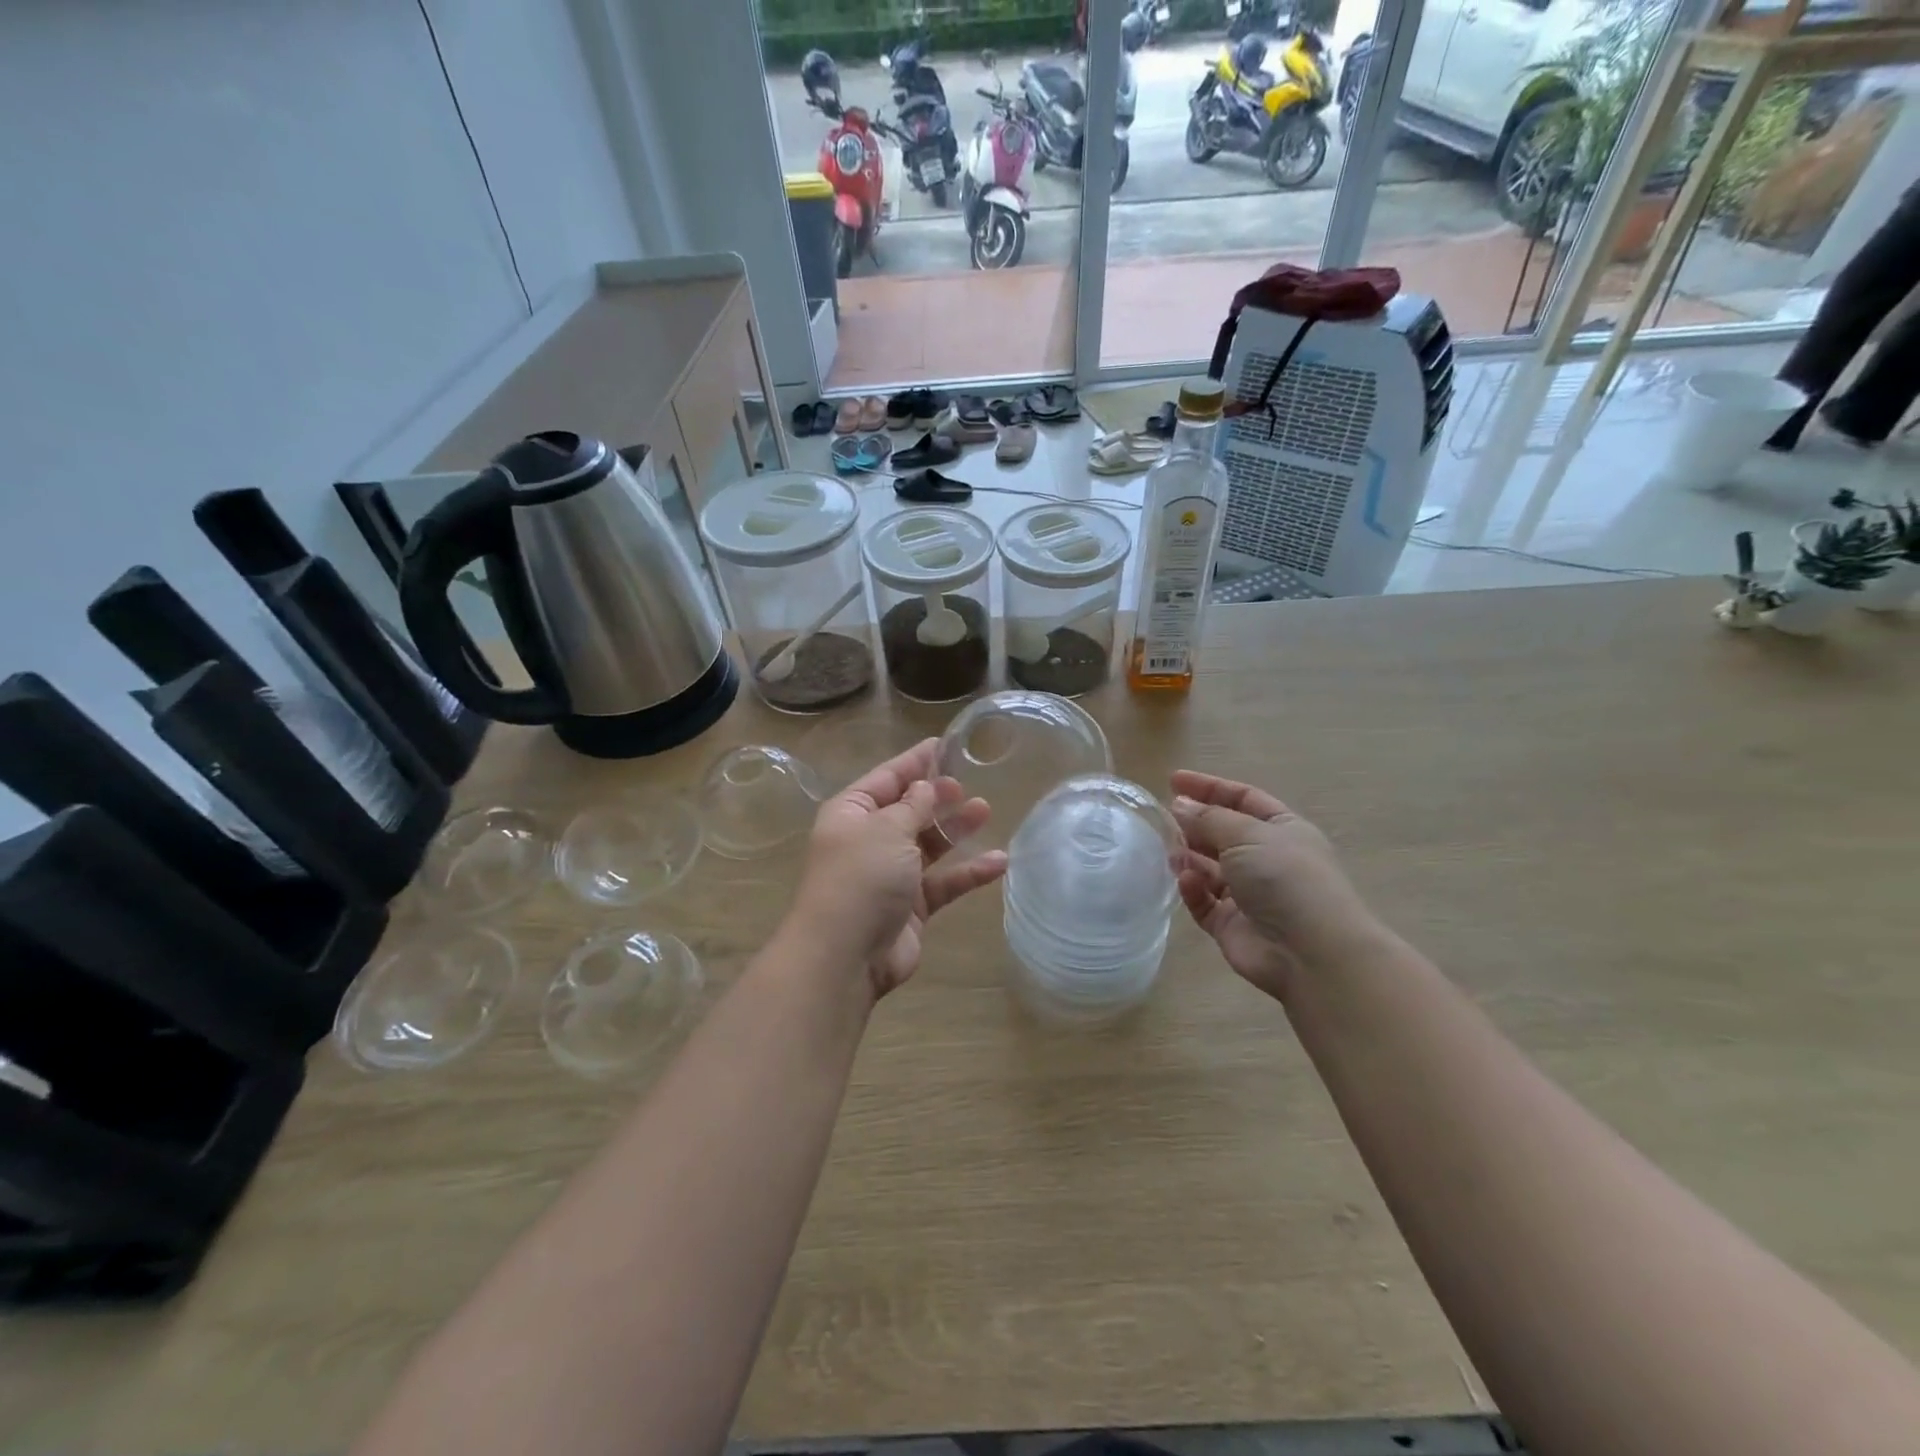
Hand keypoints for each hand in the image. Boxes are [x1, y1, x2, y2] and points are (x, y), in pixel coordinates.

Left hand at [790, 739, 1007, 999]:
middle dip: (937, 796)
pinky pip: (943, 882)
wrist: (845, 954)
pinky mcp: (911, 907)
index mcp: (852, 814)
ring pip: (929, 845)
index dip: (914, 762)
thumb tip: (926, 787)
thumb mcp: (887, 829)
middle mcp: (869, 840)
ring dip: (955, 829)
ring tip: (985, 810)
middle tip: (965, 785)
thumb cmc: (861, 877)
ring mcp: (890, 875)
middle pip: (908, 810)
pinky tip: (998, 861)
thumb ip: (912, 806)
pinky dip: (968, 872)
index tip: (942, 744)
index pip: (886, 778)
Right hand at [1170, 769, 1388, 1001]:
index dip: (1209, 788)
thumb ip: (1208, 818)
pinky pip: (1204, 902)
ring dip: (1189, 857)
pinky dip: (1193, 890)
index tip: (1173, 780)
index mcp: (1282, 829)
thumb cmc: (1285, 878)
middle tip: (1164, 819)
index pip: (1242, 799)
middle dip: (1195, 825)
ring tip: (1168, 851)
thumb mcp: (1247, 834)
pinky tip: (1187, 881)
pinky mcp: (1231, 926)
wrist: (1310, 953)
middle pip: (1223, 834)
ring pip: (1210, 869)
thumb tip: (1180, 804)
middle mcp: (1267, 859)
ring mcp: (1249, 895)